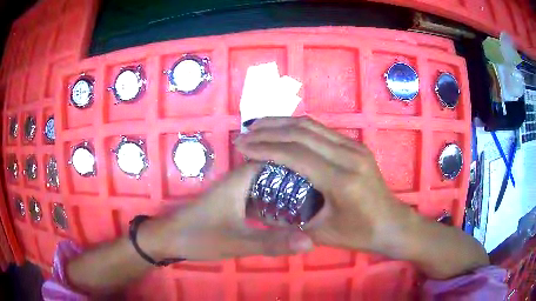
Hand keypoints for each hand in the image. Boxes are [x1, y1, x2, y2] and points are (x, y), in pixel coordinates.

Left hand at [141, 163, 313, 260]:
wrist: (170, 239)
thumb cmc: (200, 235)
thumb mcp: (238, 241)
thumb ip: (273, 242)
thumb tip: (310, 241)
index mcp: (240, 179)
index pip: (275, 160)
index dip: (298, 165)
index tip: (321, 176)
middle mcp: (239, 181)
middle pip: (273, 173)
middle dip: (295, 180)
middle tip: (321, 192)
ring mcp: (235, 193)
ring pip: (266, 187)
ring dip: (285, 193)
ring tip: (311, 202)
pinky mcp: (232, 205)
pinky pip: (259, 199)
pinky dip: (273, 204)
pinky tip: (287, 216)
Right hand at [234, 117, 412, 253]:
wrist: (391, 223)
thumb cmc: (359, 234)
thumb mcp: (320, 234)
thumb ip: (288, 220)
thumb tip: (258, 208)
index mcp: (341, 181)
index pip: (295, 155)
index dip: (264, 147)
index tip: (241, 146)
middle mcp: (349, 157)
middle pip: (302, 133)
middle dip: (269, 130)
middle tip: (245, 133)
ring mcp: (354, 147)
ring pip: (312, 126)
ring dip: (282, 123)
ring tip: (258, 127)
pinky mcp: (356, 146)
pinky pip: (322, 130)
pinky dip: (298, 127)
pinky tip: (283, 131)